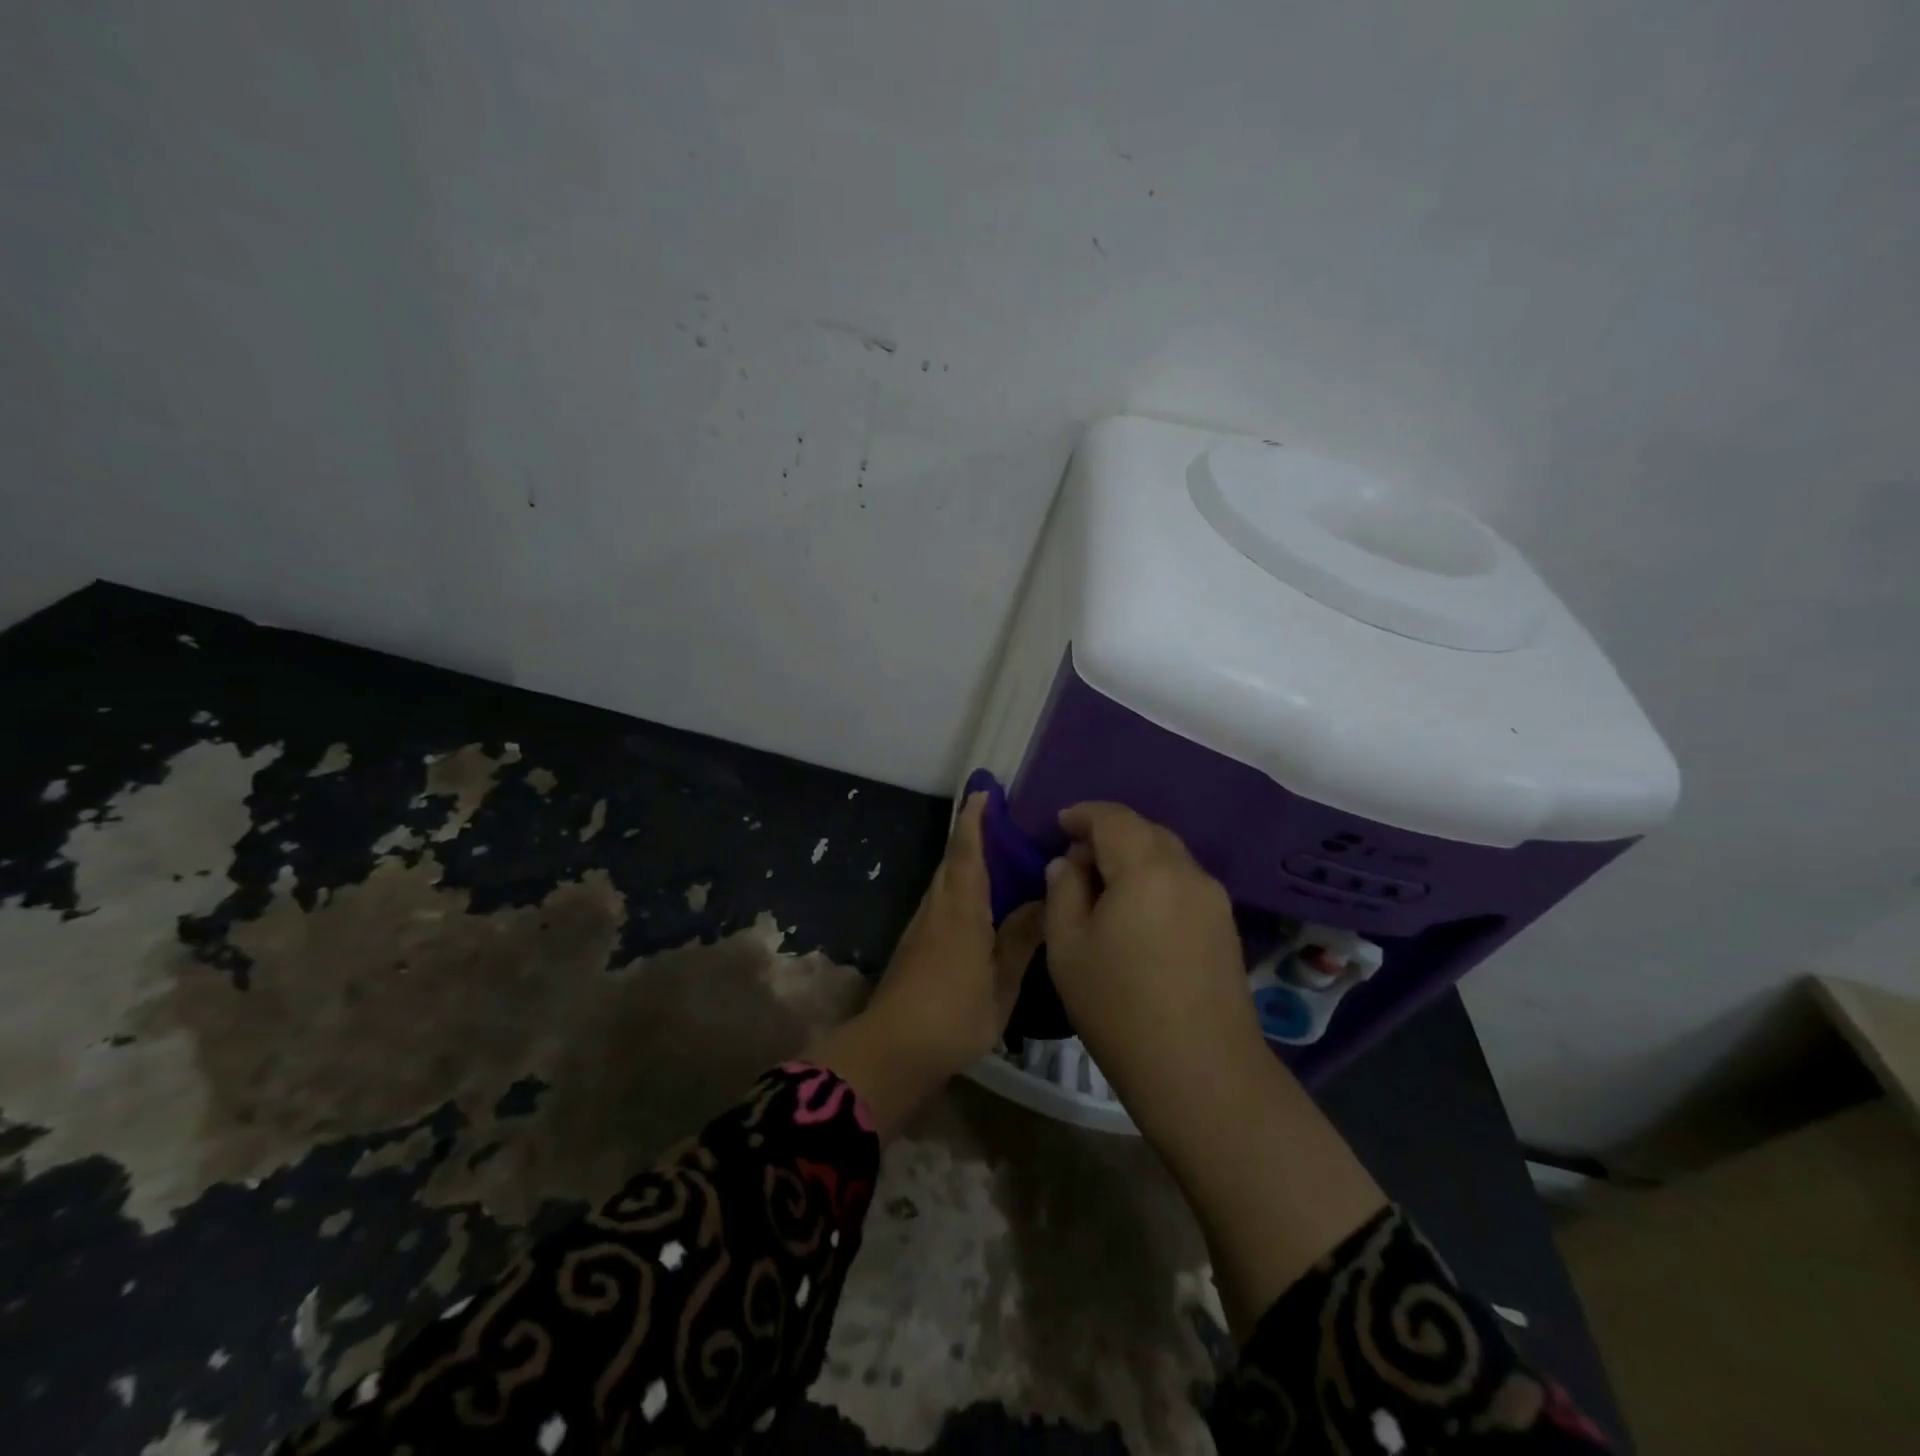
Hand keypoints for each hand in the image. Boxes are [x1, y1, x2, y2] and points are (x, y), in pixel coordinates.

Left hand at [809, 792, 1042, 1135]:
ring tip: (999, 855)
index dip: (975, 819)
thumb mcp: (1001, 982)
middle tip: (1003, 819)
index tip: (983, 790)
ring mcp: (922, 925)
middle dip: (971, 834)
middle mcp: (937, 907)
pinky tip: (981, 901)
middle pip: (953, 860)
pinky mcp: (916, 944)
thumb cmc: (953, 1013)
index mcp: (960, 908)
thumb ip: (1022, 938)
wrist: (893, 1049)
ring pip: (946, 880)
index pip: (967, 851)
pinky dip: (961, 886)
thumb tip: (1045, 899)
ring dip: (965, 860)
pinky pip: (942, 900)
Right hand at [1042, 801, 1263, 1130]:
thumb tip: (1068, 864)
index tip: (1059, 824)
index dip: (1083, 814)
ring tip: (1104, 888)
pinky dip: (1155, 880)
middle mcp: (1187, 872)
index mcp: (1146, 869)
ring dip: (1134, 857)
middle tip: (1076, 861)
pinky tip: (1137, 914)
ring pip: (1168, 856)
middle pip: (1146, 831)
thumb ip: (1063, 892)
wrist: (1201, 1073)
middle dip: (1109, 834)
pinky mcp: (1226, 926)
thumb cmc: (1119, 1007)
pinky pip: (1183, 883)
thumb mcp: (1068, 948)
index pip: (1113, 818)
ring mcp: (1214, 899)